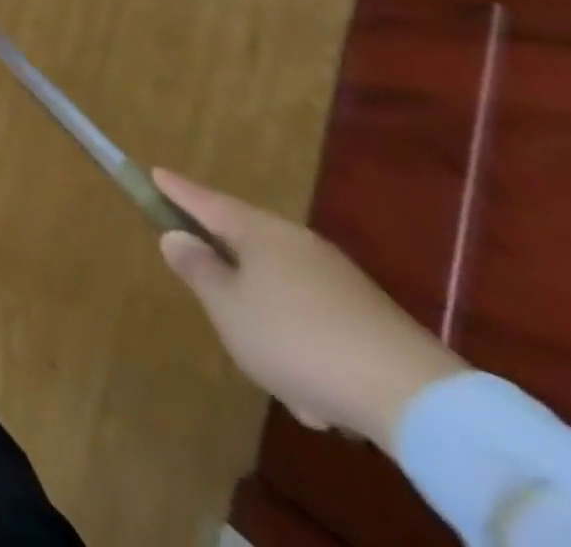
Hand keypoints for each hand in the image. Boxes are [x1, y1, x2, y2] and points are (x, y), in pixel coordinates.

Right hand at [155, 168, 465, 449]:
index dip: (177, 190)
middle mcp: (295, 243)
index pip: (205, 201)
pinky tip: (313, 397)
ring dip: (267, 322)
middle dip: (226, 268)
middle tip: (208, 293)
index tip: (155, 172)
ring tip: (272, 373)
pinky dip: (302, 348)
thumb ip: (198, 269)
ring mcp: (336, 278)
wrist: (416, 398)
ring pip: (279, 289)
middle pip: (245, 243)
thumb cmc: (297, 340)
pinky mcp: (366, 316)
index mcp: (257, 232)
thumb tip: (178, 237)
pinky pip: (313, 321)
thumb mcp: (228, 308)